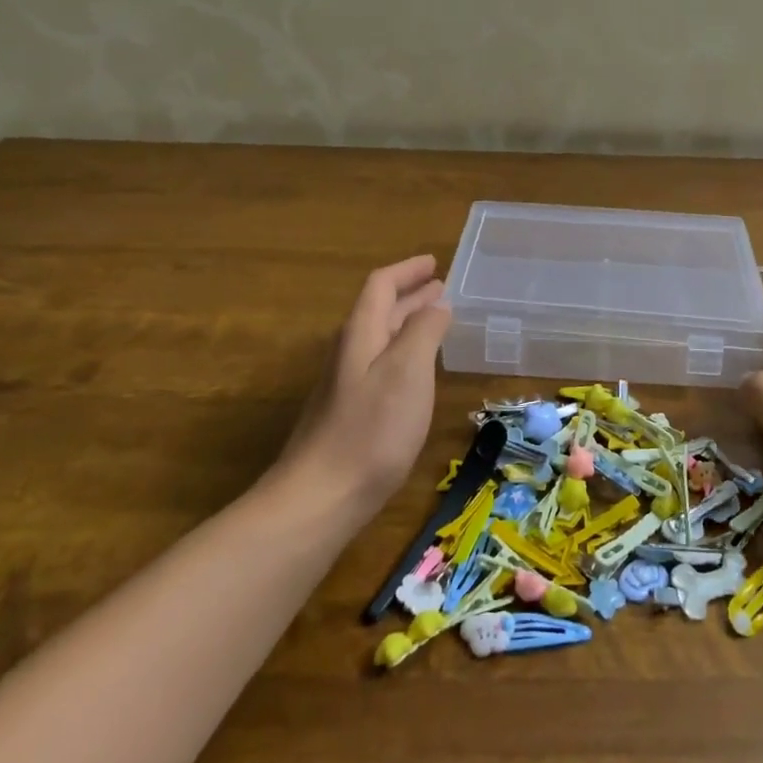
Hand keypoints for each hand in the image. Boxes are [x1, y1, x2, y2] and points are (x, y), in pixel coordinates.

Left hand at [283, 255, 452, 514]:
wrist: (320, 498)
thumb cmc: (371, 429)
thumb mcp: (408, 371)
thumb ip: (424, 331)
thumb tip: (437, 303)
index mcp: (361, 333)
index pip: (381, 285)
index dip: (407, 270)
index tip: (434, 263)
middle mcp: (349, 352)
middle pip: (380, 310)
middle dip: (410, 295)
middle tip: (441, 288)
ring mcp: (345, 384)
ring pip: (380, 338)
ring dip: (408, 322)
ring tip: (436, 320)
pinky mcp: (348, 413)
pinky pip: (380, 364)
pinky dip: (403, 351)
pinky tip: (416, 370)